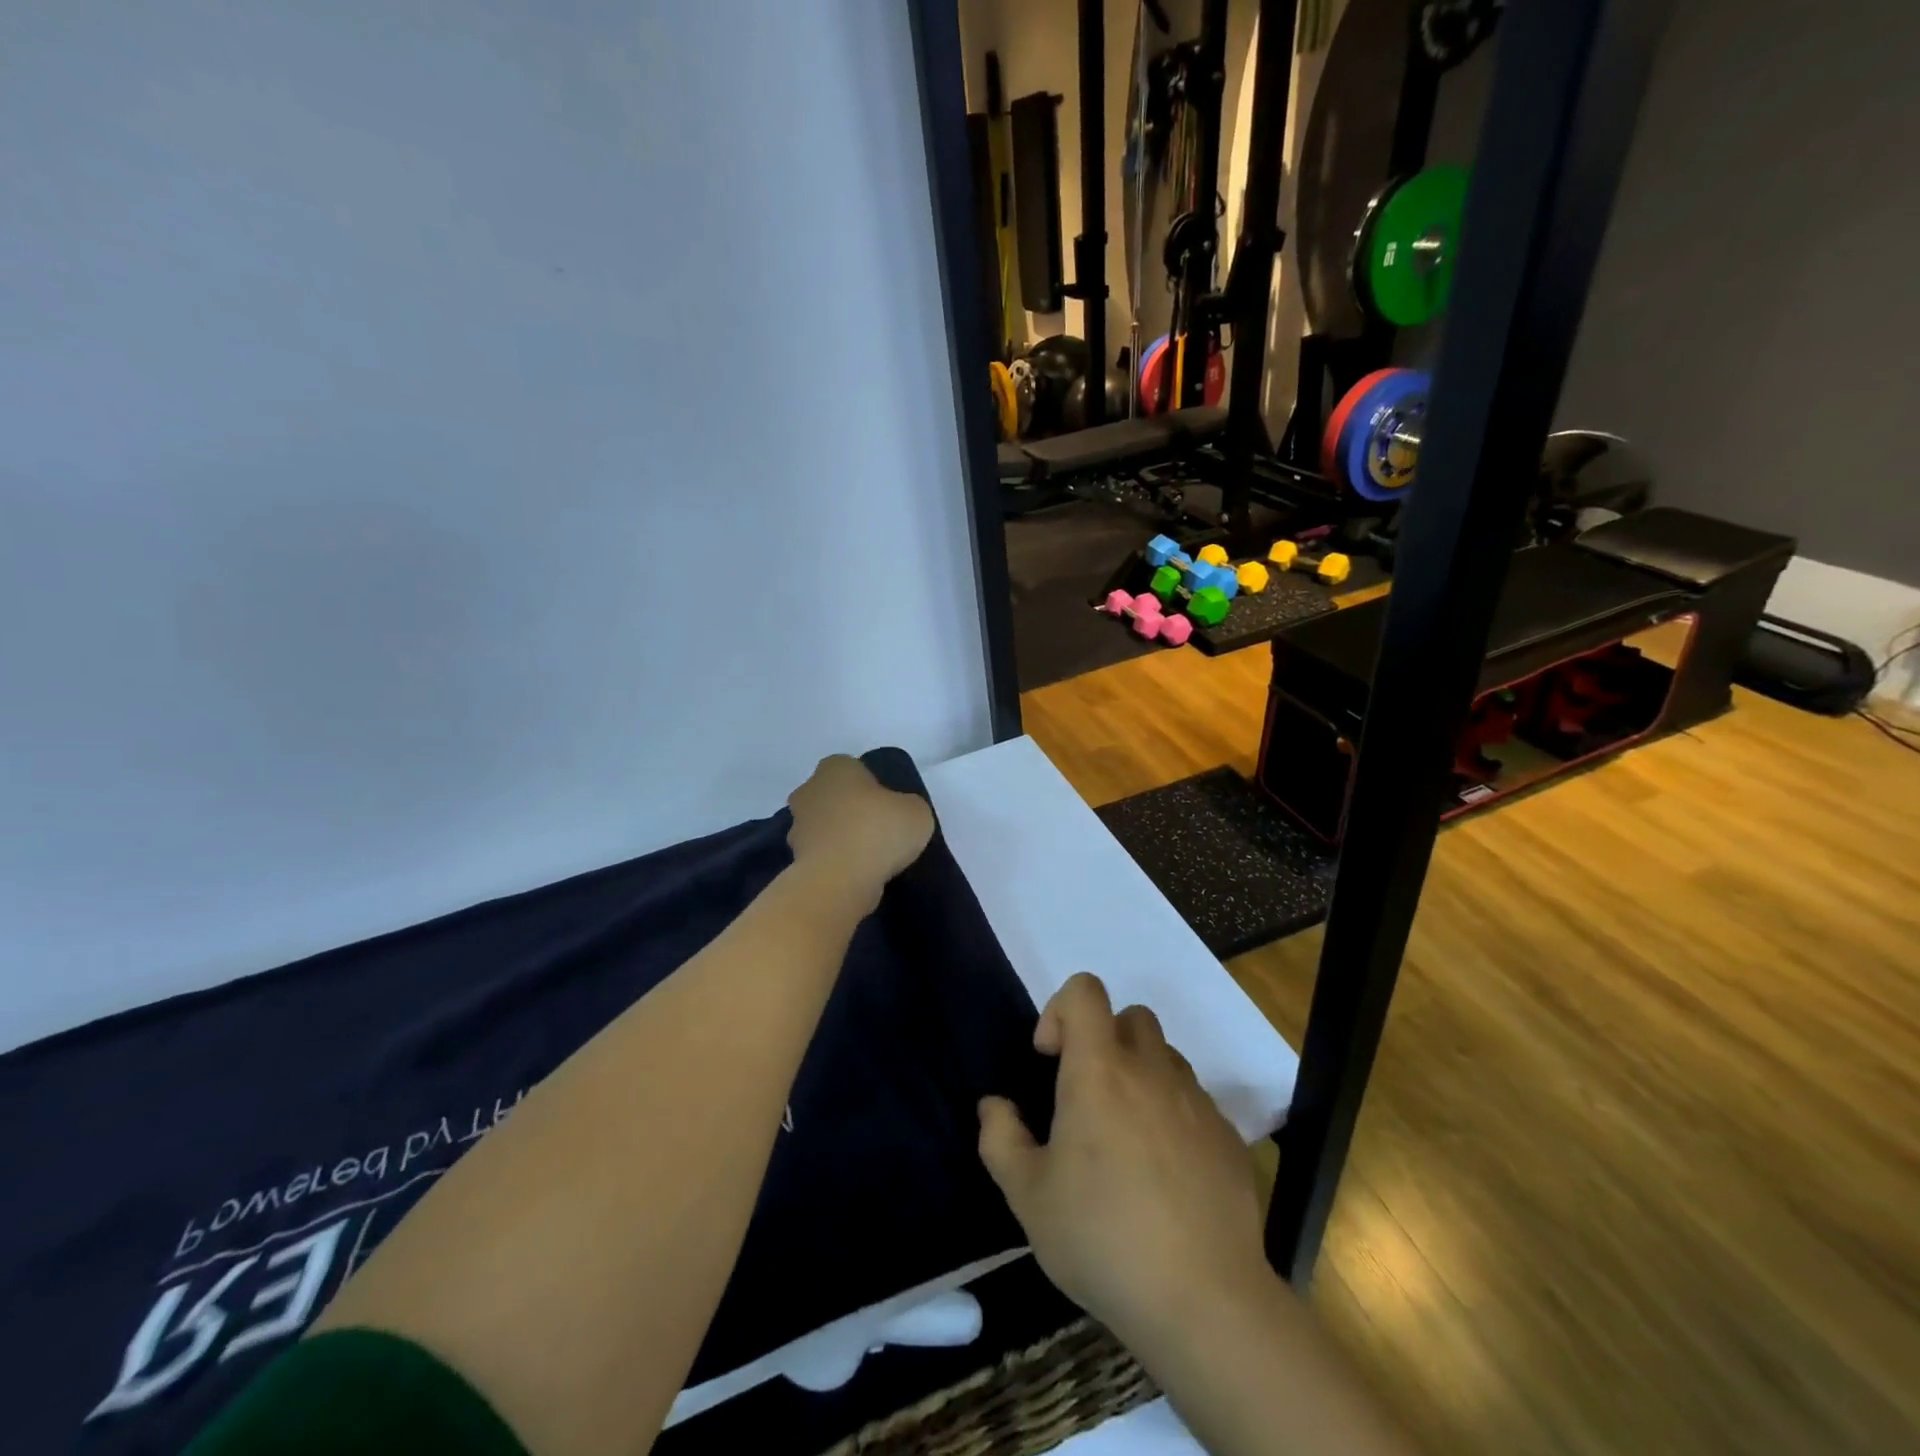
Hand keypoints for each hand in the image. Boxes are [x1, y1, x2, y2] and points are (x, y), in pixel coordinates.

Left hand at [786, 755, 934, 910]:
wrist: (839, 880)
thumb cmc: (878, 831)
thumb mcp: (916, 811)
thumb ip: (907, 806)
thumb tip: (900, 813)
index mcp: (836, 767)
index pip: (852, 768)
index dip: (870, 785)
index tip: (887, 805)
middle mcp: (809, 790)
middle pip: (832, 795)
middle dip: (849, 809)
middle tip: (878, 829)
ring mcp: (797, 826)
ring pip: (823, 826)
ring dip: (839, 837)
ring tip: (868, 858)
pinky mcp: (795, 859)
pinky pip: (820, 854)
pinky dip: (833, 862)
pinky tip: (855, 875)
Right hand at [977, 973, 1266, 1356]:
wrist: (1204, 1302)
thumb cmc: (1102, 1238)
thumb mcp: (1028, 1196)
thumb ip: (1000, 1138)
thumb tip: (995, 1105)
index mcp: (1099, 1070)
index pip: (1085, 990)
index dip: (1061, 1010)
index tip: (1050, 1059)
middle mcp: (1151, 1070)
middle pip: (1131, 1017)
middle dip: (1104, 1040)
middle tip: (1087, 1098)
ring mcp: (1197, 1102)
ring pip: (1166, 1058)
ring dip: (1141, 1076)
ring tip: (1127, 1139)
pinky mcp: (1229, 1136)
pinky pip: (1195, 1102)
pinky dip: (1174, 1116)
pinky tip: (1166, 1176)